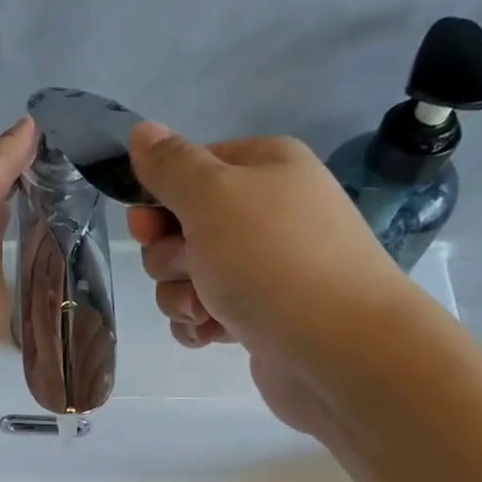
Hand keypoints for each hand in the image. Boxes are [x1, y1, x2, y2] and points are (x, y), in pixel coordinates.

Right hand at [125, 122, 418, 433]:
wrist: (340, 350)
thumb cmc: (274, 262)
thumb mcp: (213, 197)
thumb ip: (171, 166)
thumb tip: (141, 132)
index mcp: (263, 168)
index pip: (188, 171)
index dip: (158, 201)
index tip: (148, 229)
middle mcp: (265, 213)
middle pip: (180, 229)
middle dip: (171, 258)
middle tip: (194, 270)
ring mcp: (263, 268)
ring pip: (186, 277)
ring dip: (181, 297)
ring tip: (208, 311)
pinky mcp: (258, 316)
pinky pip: (203, 314)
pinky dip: (199, 325)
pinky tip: (213, 335)